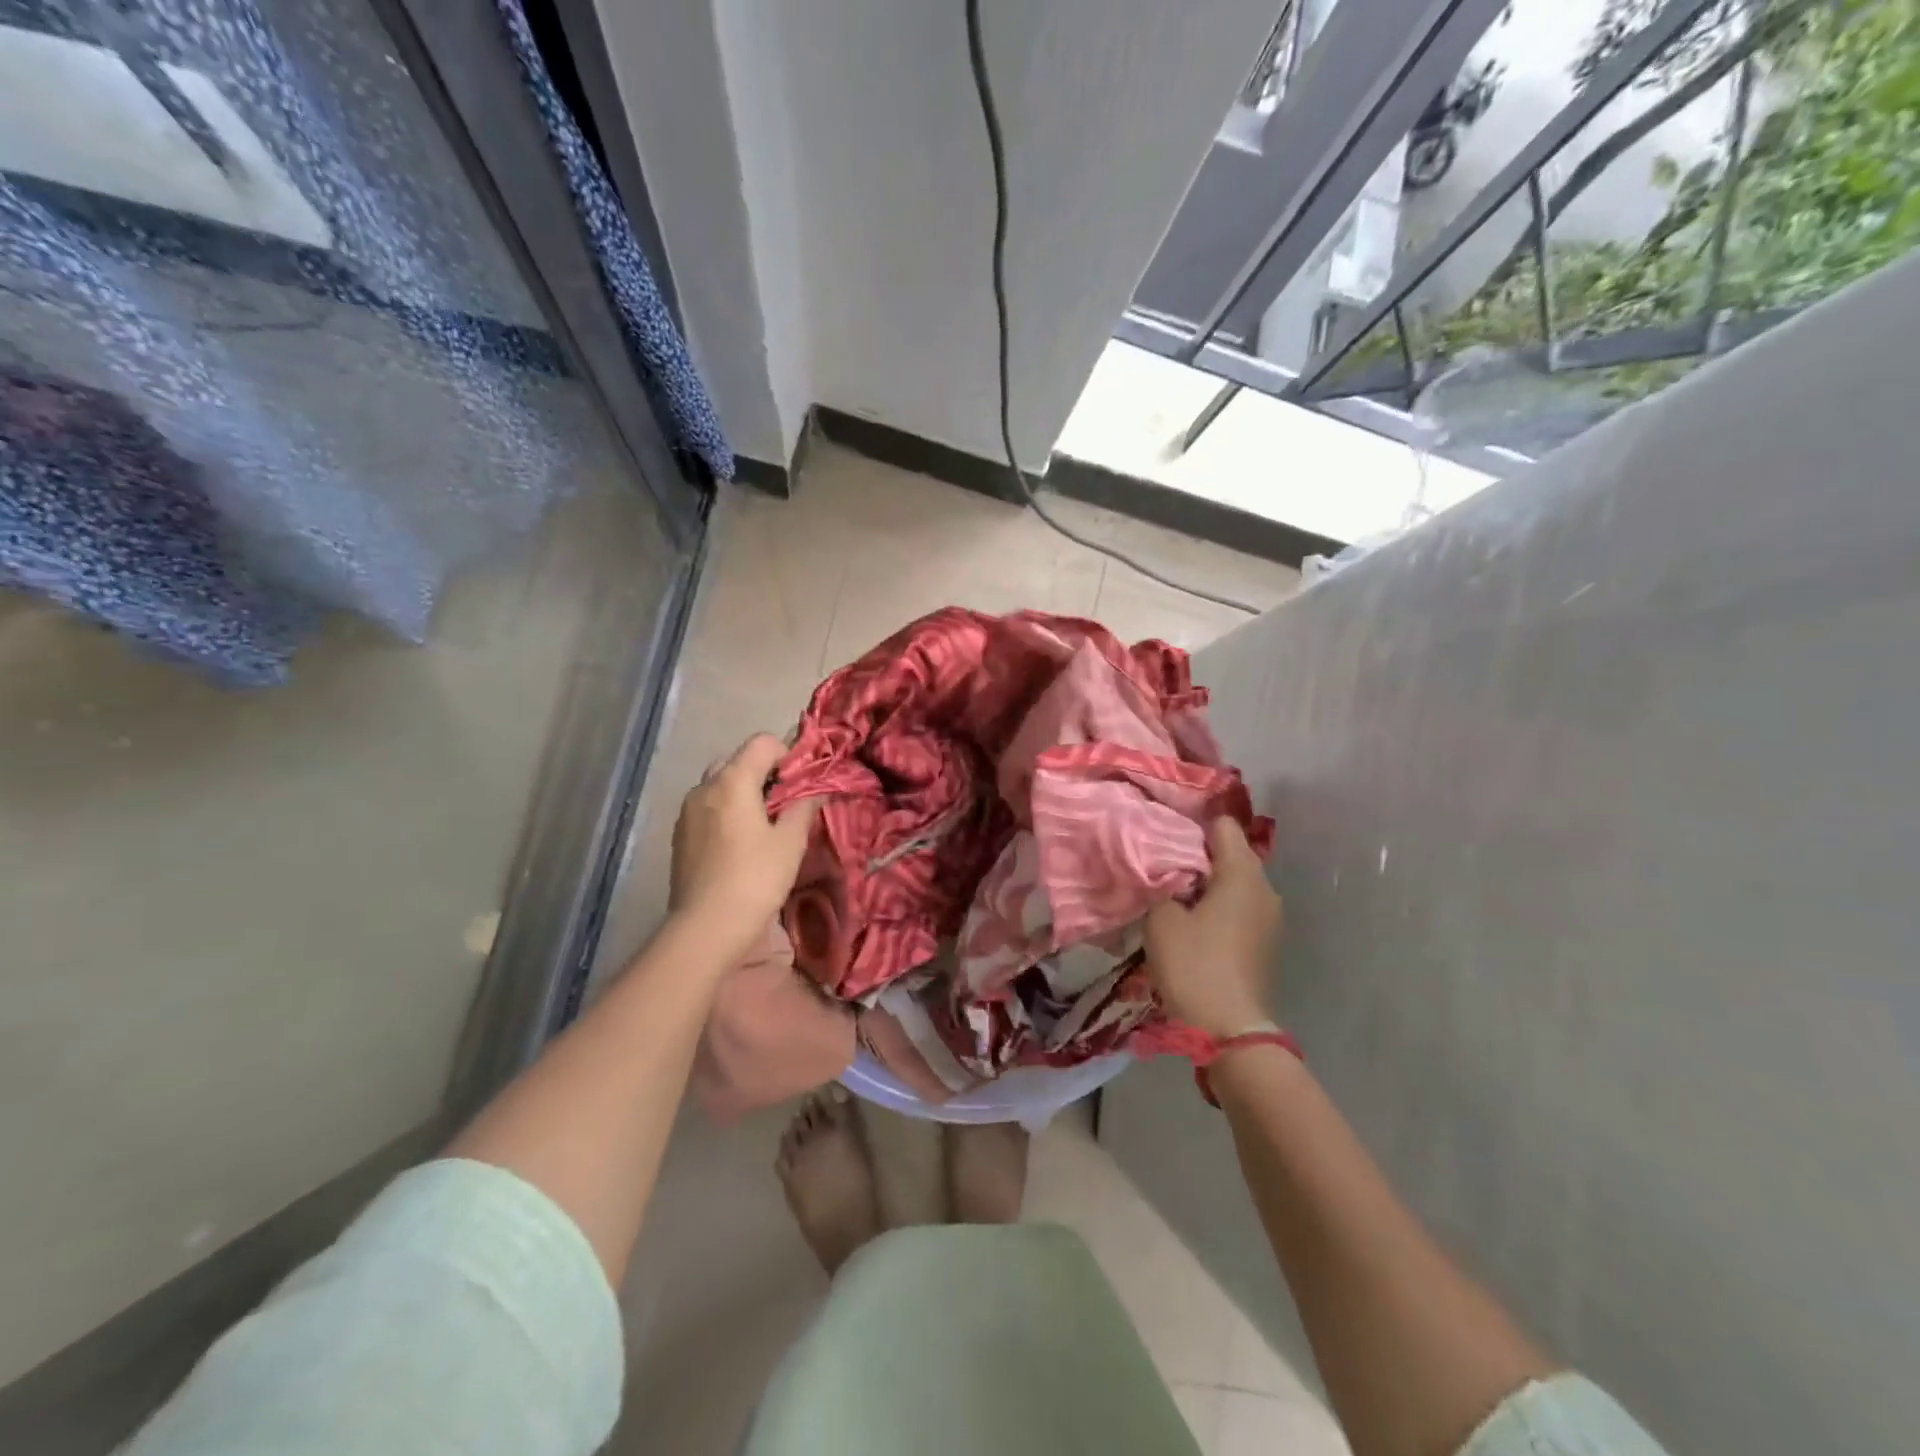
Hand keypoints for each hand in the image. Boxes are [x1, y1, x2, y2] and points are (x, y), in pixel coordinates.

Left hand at [669, 734, 818, 963]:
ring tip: (762, 828)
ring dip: (743, 794)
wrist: (706, 928)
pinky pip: (707, 809)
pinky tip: (739, 846)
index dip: (787, 755)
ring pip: (720, 785)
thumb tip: (817, 790)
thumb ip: (804, 807)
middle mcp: (704, 787)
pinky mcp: (680, 836)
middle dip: (764, 775)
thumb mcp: (790, 842)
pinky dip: (726, 813)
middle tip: (784, 806)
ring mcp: (687, 812)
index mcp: (732, 781)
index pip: (762, 742)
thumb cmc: (755, 879)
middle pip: (738, 761)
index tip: (800, 785)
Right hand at [1144, 818, 1281, 1037]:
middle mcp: (1265, 889)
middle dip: (1197, 855)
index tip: (1162, 835)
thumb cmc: (1194, 965)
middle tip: (1160, 865)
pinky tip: (1191, 924)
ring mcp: (1270, 918)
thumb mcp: (1162, 917)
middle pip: (1231, 853)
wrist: (1229, 1030)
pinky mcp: (1265, 943)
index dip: (1191, 825)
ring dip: (1206, 884)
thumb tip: (1166, 870)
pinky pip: (1239, 908)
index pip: (1222, 825)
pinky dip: (1217, 907)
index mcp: (1243, 874)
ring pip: (1235, 883)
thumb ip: (1162, 883)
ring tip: (1173, 895)